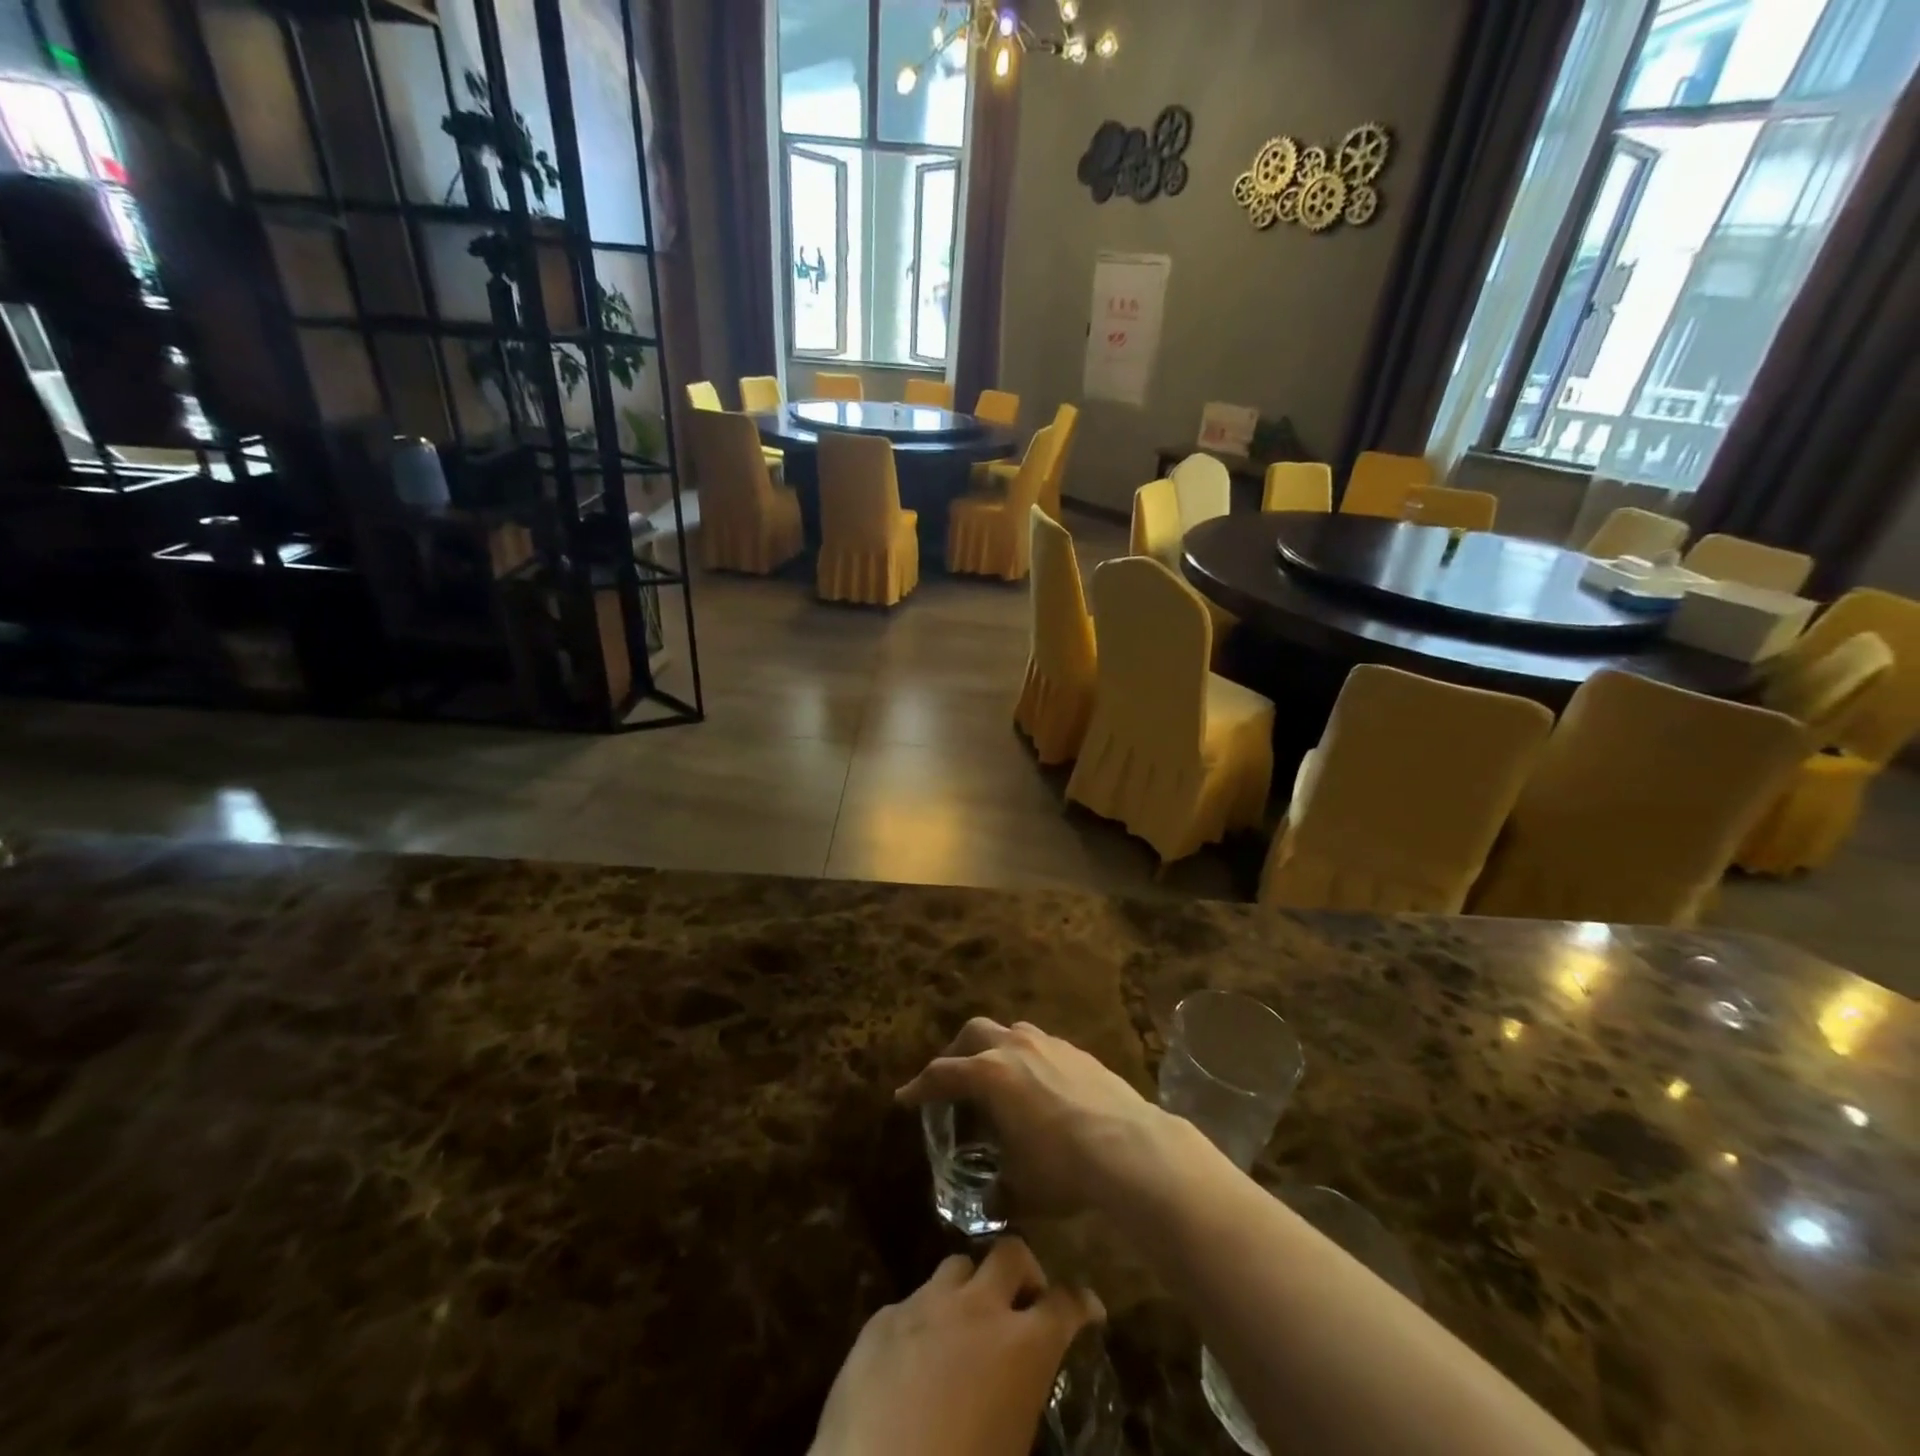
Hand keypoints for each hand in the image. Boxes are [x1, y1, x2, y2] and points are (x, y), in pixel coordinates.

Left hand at [810, 1238, 1102, 1455]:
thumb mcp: (1014, 1446)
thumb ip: (1024, 1403)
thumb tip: (1022, 1394)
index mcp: (1021, 1348)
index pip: (1064, 1304)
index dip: (1080, 1302)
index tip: (1088, 1308)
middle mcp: (976, 1309)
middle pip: (1009, 1253)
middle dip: (1024, 1271)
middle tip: (1024, 1302)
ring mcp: (924, 1305)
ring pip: (957, 1266)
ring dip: (970, 1288)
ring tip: (966, 1322)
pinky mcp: (881, 1318)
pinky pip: (911, 1303)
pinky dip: (923, 1321)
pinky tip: (913, 1358)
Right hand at [896, 1018, 1179, 1217]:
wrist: (1131, 1148)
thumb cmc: (1064, 1167)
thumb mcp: (1021, 1188)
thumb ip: (998, 1189)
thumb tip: (992, 1199)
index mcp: (989, 1074)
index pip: (942, 1074)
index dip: (919, 1087)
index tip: (905, 1098)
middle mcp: (1014, 1047)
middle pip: (973, 1034)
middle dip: (956, 1053)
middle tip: (952, 1079)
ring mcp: (1049, 1044)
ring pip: (1010, 1032)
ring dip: (994, 1048)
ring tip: (996, 1077)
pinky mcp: (1077, 1051)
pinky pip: (1041, 1044)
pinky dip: (1027, 1058)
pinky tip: (1039, 1086)